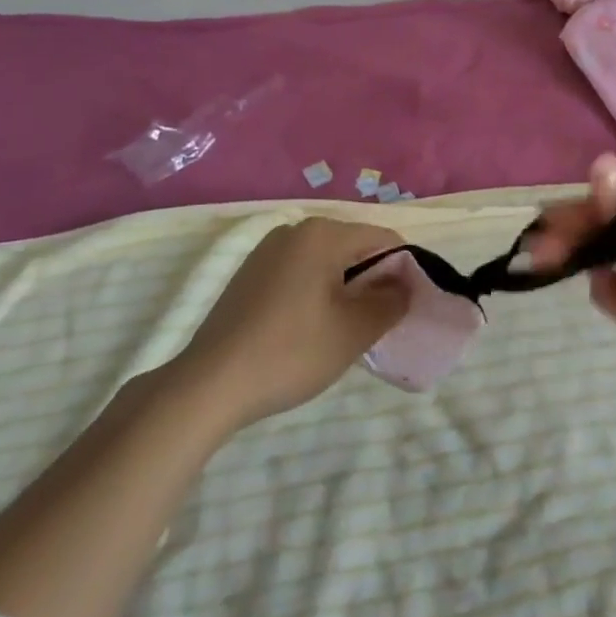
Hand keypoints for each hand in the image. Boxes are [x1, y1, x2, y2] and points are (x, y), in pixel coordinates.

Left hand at [176, 217, 411, 431]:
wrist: (210, 385)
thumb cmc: (291, 352)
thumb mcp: (354, 331)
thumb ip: (391, 302)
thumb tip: (406, 285)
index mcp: (322, 233)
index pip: (383, 239)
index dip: (403, 270)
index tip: (405, 308)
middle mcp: (295, 230)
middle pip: (353, 247)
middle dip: (373, 280)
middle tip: (376, 324)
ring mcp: (267, 251)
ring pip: (326, 262)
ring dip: (345, 289)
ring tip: (344, 330)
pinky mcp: (250, 274)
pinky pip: (300, 273)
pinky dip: (316, 293)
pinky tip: (310, 329)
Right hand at [522, 156, 615, 461]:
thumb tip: (600, 162)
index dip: (588, 215)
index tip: (548, 225)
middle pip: (613, 232)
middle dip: (576, 237)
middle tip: (535, 250)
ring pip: (609, 260)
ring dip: (581, 260)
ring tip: (545, 264)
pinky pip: (615, 292)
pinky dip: (604, 291)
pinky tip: (609, 301)